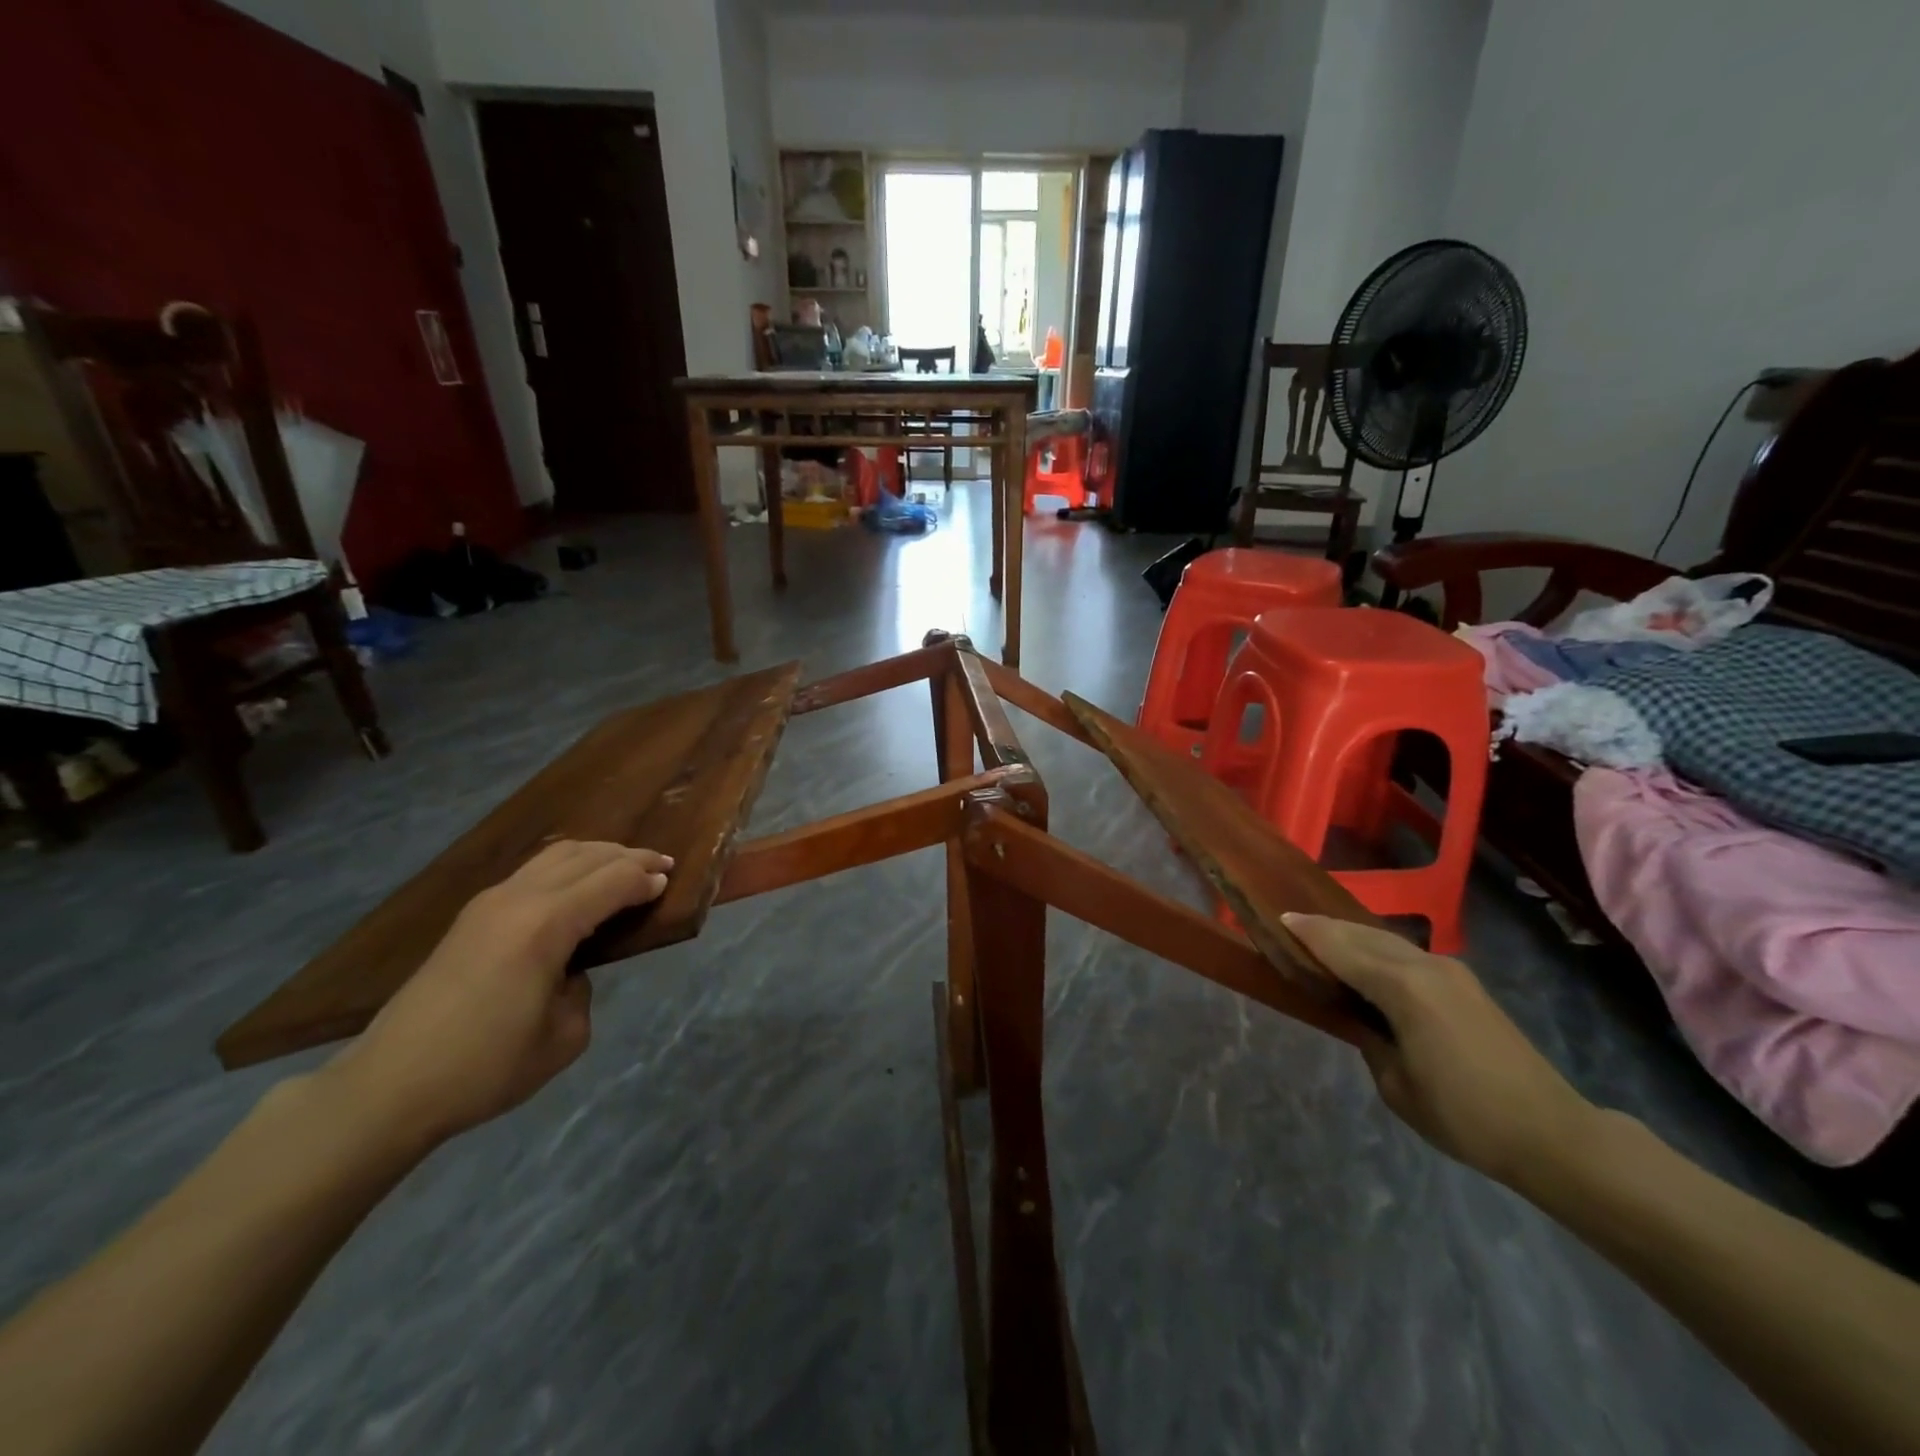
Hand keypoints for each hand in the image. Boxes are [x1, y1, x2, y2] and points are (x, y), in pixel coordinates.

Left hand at [328, 841, 673, 1146]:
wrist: (388, 1087)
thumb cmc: (485, 1068)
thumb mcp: (565, 1036)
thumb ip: (582, 988)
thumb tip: (571, 968)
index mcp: (546, 925)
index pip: (612, 881)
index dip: (647, 879)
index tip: (672, 882)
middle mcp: (519, 899)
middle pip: (587, 855)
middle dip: (630, 856)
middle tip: (661, 866)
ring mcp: (489, 902)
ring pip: (557, 854)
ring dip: (597, 855)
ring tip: (625, 868)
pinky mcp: (471, 915)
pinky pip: (534, 871)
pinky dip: (568, 867)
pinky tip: (578, 886)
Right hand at [1284, 914, 1594, 1186]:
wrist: (1553, 1134)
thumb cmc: (1466, 1117)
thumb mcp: (1396, 1085)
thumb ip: (1368, 1038)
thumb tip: (1360, 1018)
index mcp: (1403, 989)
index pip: (1341, 949)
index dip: (1308, 933)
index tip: (1279, 919)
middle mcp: (1426, 967)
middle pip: (1364, 935)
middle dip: (1327, 927)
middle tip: (1293, 925)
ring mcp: (1450, 972)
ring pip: (1388, 940)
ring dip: (1353, 935)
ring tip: (1323, 939)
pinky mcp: (1465, 984)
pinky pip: (1408, 954)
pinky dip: (1378, 949)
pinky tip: (1367, 961)